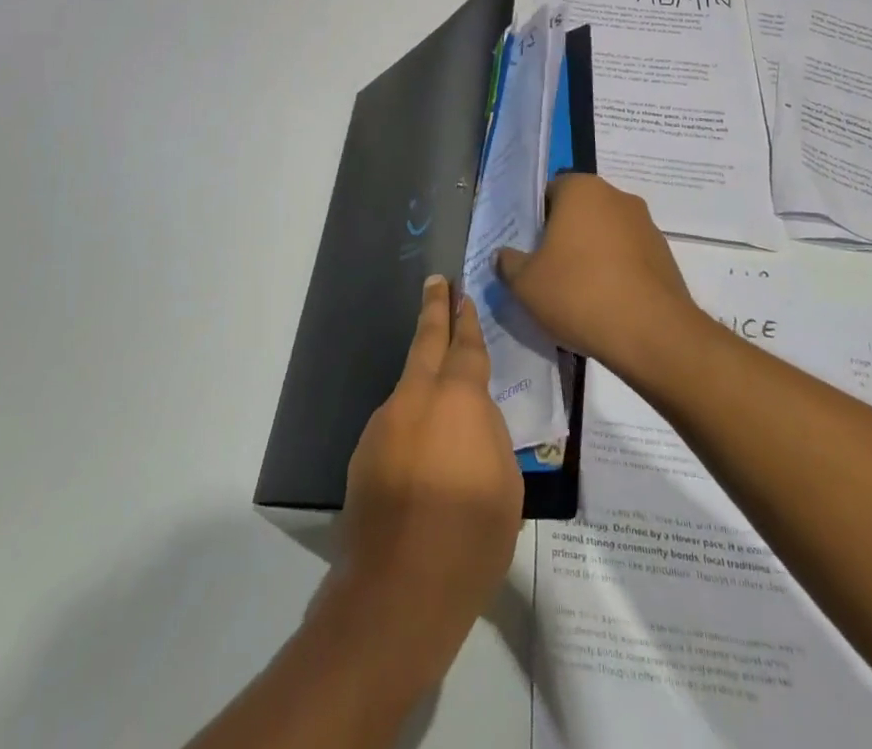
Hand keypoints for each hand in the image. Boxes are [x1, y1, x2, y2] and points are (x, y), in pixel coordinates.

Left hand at [333, 276, 522, 691]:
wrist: (399, 589)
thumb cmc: (470, 537)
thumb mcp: (506, 484)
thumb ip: (489, 434)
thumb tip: (471, 417)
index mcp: (459, 400)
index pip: (466, 347)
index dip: (467, 321)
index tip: (464, 296)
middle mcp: (416, 398)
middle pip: (426, 341)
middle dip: (434, 309)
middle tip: (436, 282)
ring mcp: (384, 422)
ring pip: (408, 387)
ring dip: (424, 379)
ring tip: (442, 401)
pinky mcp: (364, 452)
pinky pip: (395, 424)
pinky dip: (410, 425)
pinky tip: (421, 459)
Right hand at [496, 173, 699, 382]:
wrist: (652, 334)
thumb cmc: (579, 294)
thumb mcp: (525, 283)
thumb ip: (508, 263)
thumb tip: (505, 256)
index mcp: (582, 189)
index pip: (549, 192)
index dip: (536, 220)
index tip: (529, 249)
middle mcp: (617, 197)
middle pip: (580, 211)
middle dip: (565, 236)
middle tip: (549, 271)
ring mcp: (646, 225)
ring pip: (606, 234)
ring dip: (593, 254)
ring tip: (579, 294)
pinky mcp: (665, 255)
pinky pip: (630, 257)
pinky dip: (617, 273)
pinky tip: (607, 304)